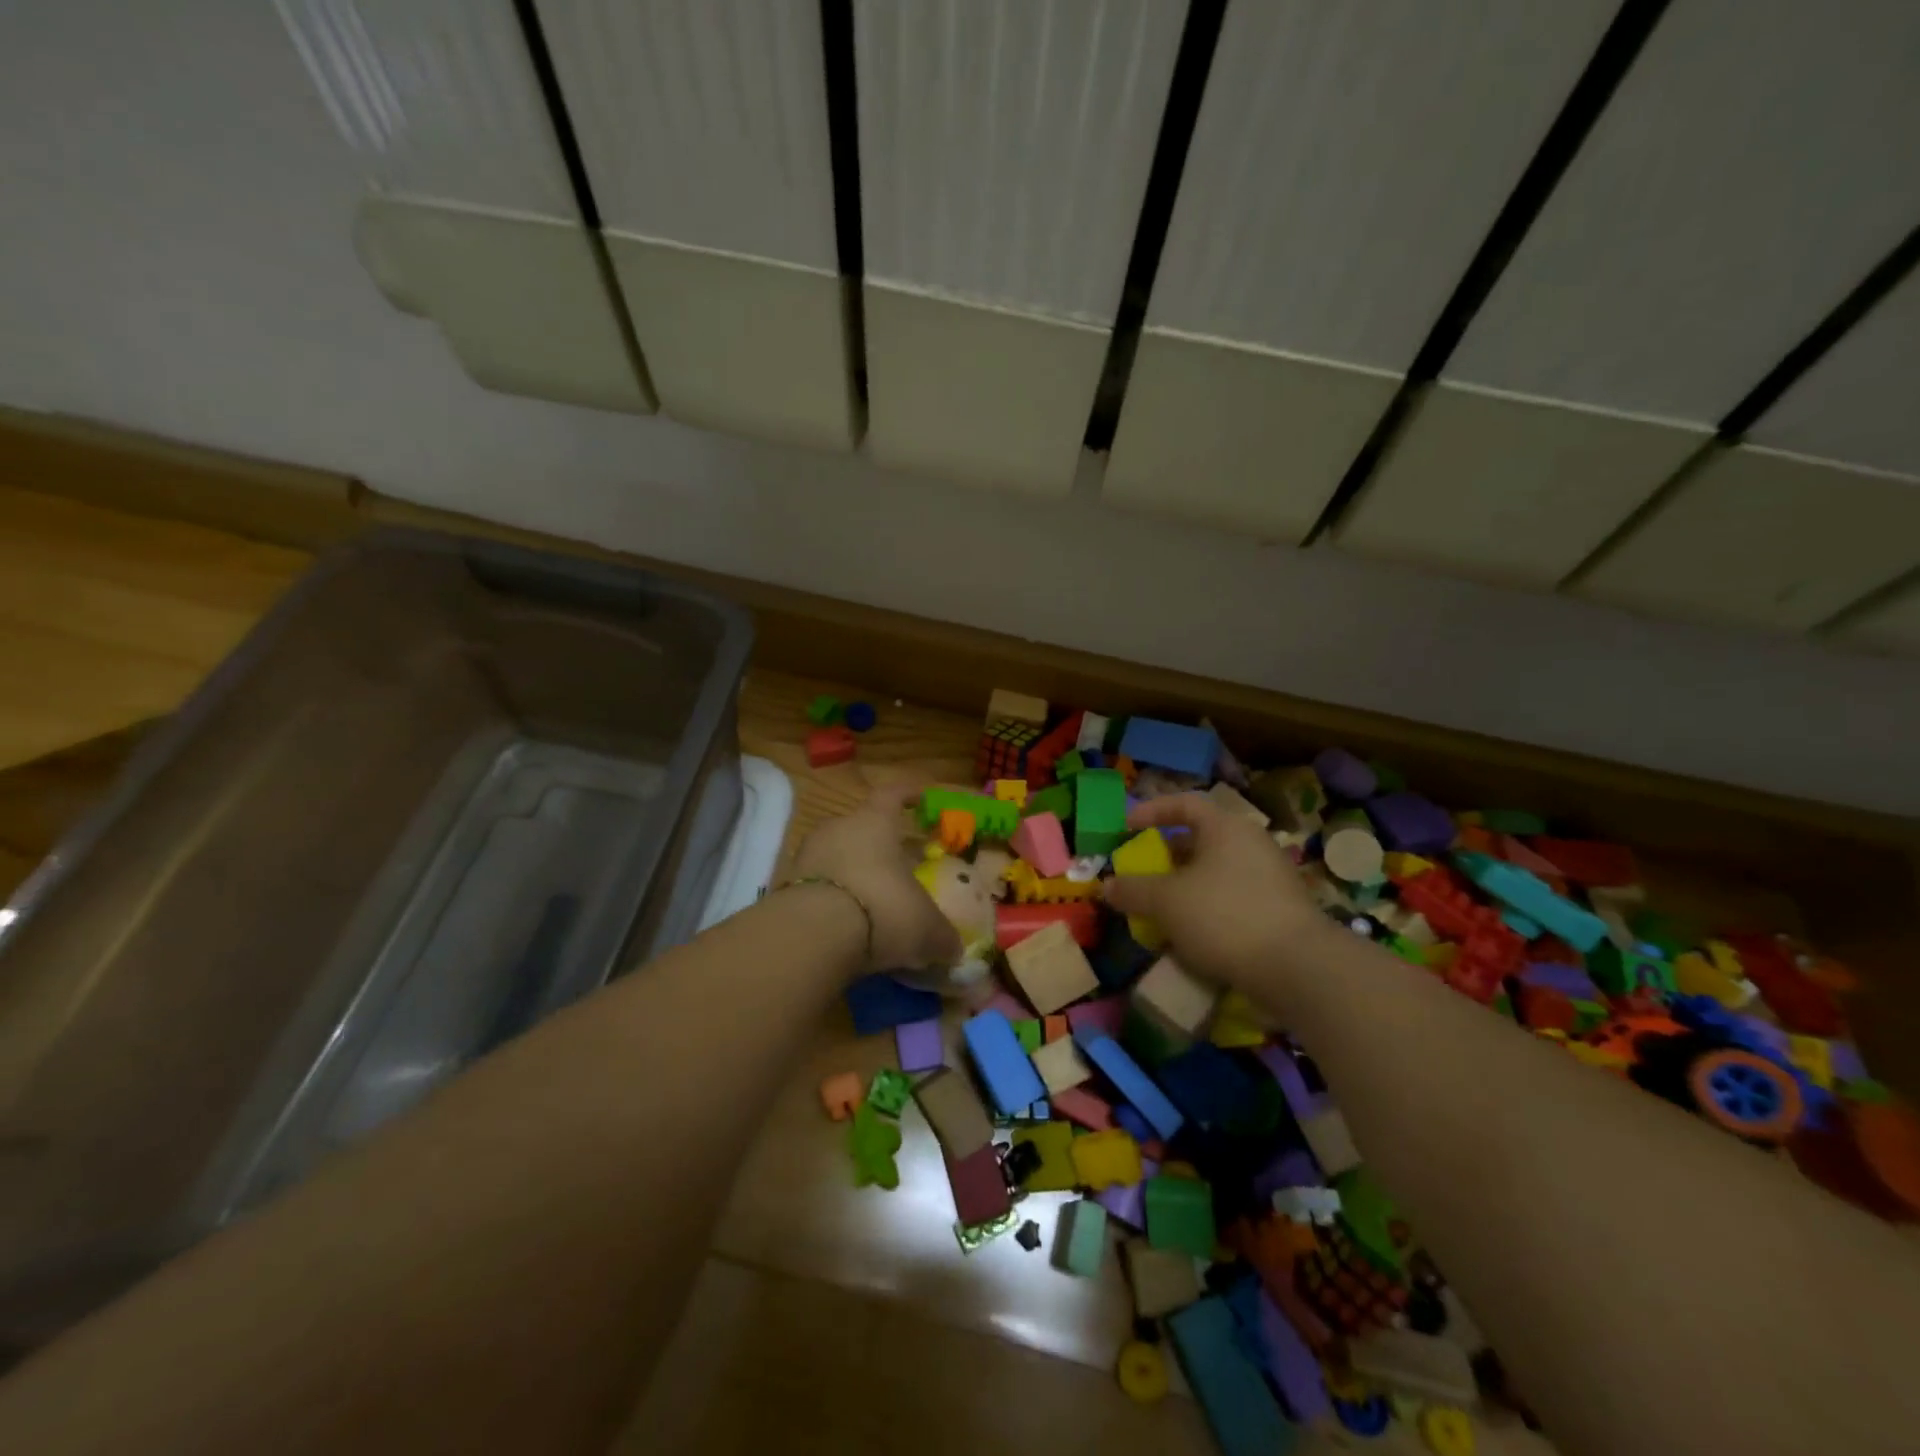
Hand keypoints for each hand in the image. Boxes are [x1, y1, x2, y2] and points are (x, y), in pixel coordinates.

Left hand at [788, 783, 962, 975]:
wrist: (811, 935)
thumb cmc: (882, 908)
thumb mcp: (925, 927)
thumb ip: (942, 936)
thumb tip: (954, 948)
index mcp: (875, 822)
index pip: (892, 794)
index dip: (908, 794)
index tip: (921, 797)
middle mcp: (838, 829)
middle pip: (861, 828)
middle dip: (880, 846)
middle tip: (899, 867)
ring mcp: (806, 856)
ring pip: (837, 858)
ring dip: (854, 876)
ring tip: (873, 902)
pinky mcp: (784, 888)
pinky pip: (817, 887)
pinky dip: (833, 902)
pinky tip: (847, 926)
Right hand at [1101, 792, 1322, 992]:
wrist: (1297, 968)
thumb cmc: (1224, 916)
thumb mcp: (1166, 901)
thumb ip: (1133, 889)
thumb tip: (1106, 886)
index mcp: (1226, 827)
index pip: (1185, 803)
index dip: (1153, 811)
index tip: (1127, 827)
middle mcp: (1251, 844)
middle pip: (1201, 839)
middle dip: (1167, 855)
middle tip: (1142, 872)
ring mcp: (1270, 878)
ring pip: (1216, 872)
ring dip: (1185, 886)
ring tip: (1160, 908)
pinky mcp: (1279, 911)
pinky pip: (1232, 898)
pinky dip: (1207, 908)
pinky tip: (1191, 934)